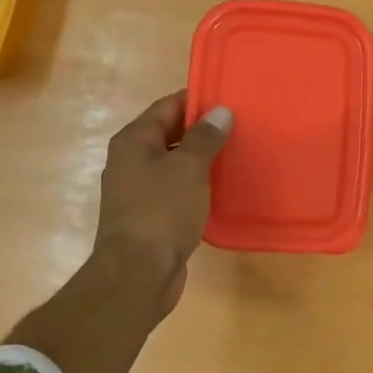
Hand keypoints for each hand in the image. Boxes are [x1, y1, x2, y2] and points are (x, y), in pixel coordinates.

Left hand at [93, 92, 232, 314]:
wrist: (138, 274)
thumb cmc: (161, 212)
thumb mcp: (188, 168)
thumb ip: (204, 138)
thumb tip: (220, 111)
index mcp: (134, 141)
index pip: (167, 106)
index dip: (197, 100)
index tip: (229, 98)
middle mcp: (131, 161)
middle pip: (169, 134)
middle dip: (202, 130)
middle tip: (241, 126)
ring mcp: (138, 190)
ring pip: (174, 164)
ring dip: (201, 159)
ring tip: (237, 154)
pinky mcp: (149, 216)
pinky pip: (176, 190)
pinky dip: (196, 185)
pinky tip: (221, 189)